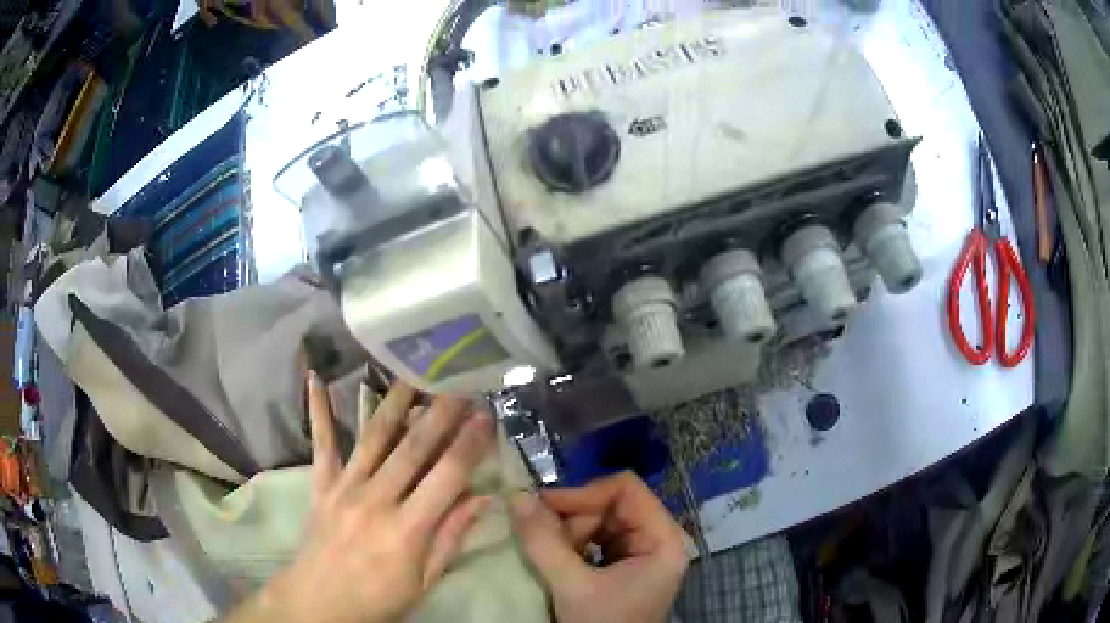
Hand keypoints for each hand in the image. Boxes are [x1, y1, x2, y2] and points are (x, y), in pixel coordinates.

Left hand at [229, 375, 493, 622]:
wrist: (319, 603)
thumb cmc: (378, 599)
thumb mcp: (424, 581)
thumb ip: (451, 538)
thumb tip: (483, 499)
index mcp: (407, 530)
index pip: (447, 477)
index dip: (470, 444)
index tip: (487, 415)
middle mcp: (375, 500)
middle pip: (414, 447)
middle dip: (441, 411)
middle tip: (460, 379)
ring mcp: (344, 487)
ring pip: (374, 435)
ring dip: (396, 399)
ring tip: (414, 368)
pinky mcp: (321, 484)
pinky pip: (321, 443)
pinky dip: (317, 410)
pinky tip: (314, 377)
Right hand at [511, 472, 688, 622]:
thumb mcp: (572, 586)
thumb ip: (544, 541)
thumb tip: (516, 494)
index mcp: (662, 539)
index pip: (626, 490)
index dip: (585, 493)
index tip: (544, 506)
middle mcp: (656, 540)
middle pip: (610, 506)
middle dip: (571, 519)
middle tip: (536, 534)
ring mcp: (639, 555)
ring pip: (598, 524)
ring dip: (566, 534)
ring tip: (543, 552)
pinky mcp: (622, 568)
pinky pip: (594, 542)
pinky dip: (569, 547)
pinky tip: (553, 560)